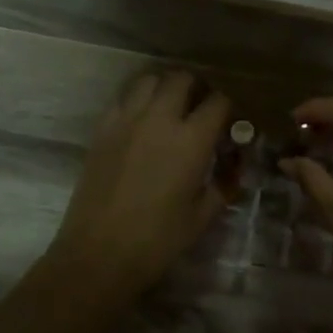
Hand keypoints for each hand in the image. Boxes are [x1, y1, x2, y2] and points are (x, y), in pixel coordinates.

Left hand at [45, 68, 231, 301]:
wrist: (98, 254)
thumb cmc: (158, 240)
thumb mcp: (203, 215)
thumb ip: (225, 183)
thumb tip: (234, 165)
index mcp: (191, 140)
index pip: (218, 101)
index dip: (229, 108)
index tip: (230, 123)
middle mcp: (159, 119)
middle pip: (182, 78)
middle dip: (197, 88)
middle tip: (200, 109)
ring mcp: (126, 120)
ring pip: (149, 79)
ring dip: (165, 88)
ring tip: (170, 108)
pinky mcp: (102, 129)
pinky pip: (123, 98)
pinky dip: (137, 100)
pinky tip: (141, 122)